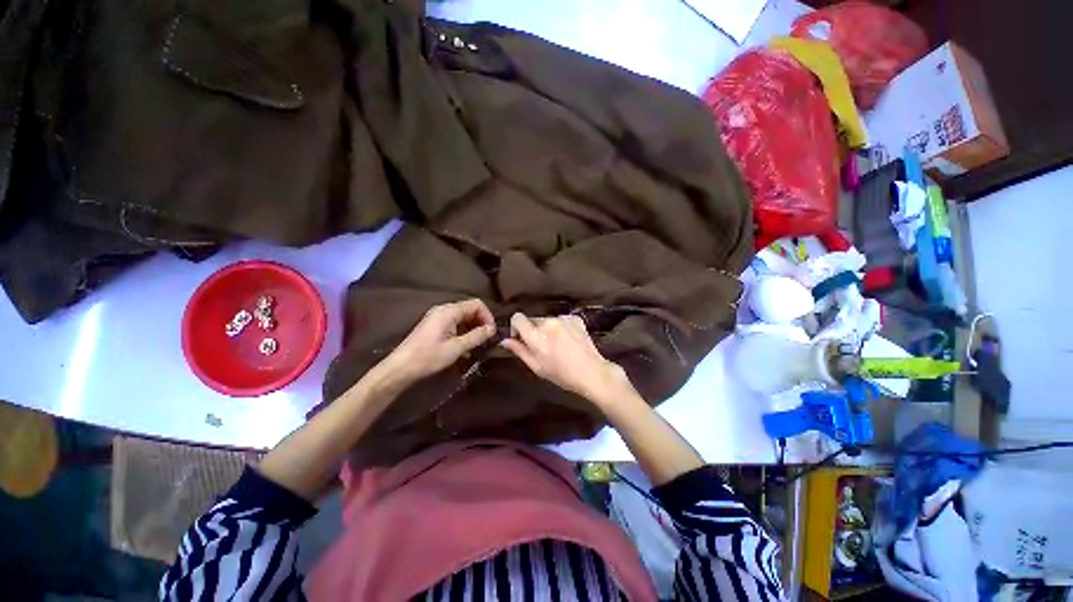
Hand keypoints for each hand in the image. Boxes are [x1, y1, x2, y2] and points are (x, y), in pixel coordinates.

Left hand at [379, 299, 495, 385]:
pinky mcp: (434, 324)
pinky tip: (464, 345)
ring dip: (473, 327)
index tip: (492, 332)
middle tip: (487, 338)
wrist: (401, 367)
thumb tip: (492, 329)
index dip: (487, 316)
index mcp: (449, 311)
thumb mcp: (457, 348)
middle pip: (470, 308)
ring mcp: (437, 316)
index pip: (476, 304)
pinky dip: (463, 330)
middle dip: (481, 321)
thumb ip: (477, 336)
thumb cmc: (429, 356)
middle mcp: (444, 309)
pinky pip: (454, 322)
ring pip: (463, 316)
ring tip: (478, 343)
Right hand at [501, 312, 634, 407]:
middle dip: (533, 330)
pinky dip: (561, 327)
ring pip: (547, 320)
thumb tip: (504, 340)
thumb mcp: (536, 366)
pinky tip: (568, 340)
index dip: (516, 326)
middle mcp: (548, 323)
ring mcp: (563, 319)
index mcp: (536, 336)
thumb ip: (519, 350)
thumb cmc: (561, 374)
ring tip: (558, 345)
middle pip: (533, 319)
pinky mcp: (575, 318)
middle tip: (542, 347)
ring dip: (548, 329)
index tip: (521, 338)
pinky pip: (561, 320)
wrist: (591, 372)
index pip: (517, 318)